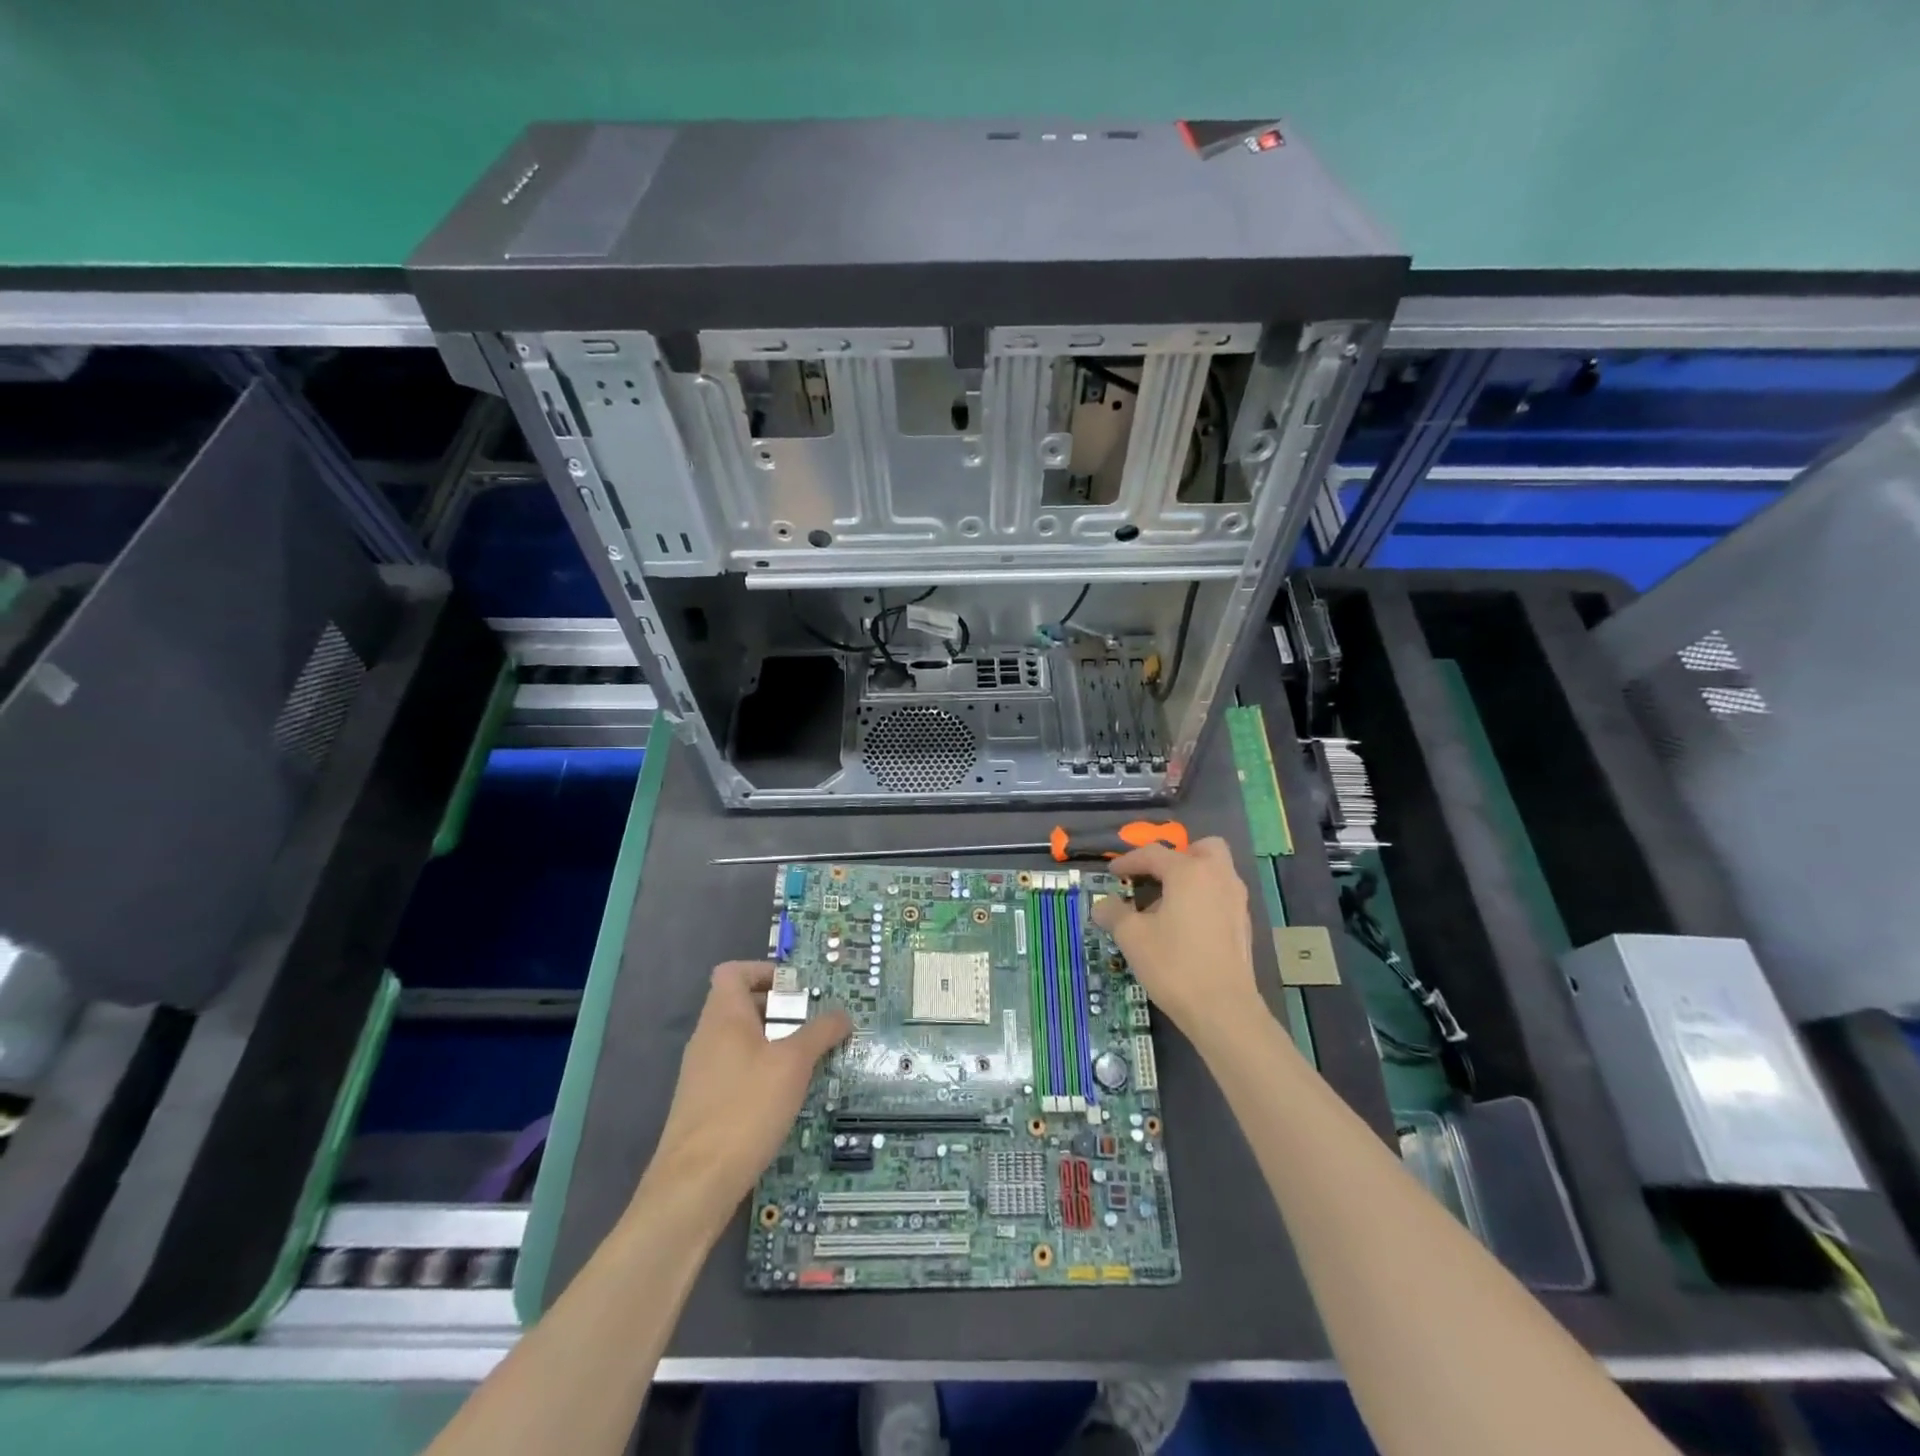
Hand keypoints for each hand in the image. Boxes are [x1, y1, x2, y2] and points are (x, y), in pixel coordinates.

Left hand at [643, 961, 850, 1218]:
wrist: (693, 1186)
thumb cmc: (745, 1109)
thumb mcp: (793, 1064)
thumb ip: (820, 1032)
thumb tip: (842, 1013)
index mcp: (723, 1016)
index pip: (734, 971)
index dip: (765, 971)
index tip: (798, 988)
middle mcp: (707, 1038)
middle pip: (741, 1005)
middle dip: (780, 1010)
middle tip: (815, 1023)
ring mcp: (702, 1074)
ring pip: (741, 1041)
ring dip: (775, 1043)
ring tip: (810, 1061)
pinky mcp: (704, 1106)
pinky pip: (737, 1072)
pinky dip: (763, 1073)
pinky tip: (787, 1097)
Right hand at [1091, 837, 1262, 1049]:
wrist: (1223, 1010)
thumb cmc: (1174, 965)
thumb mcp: (1132, 937)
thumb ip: (1114, 913)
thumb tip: (1101, 905)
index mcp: (1189, 872)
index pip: (1153, 854)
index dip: (1128, 861)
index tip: (1112, 873)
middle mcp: (1218, 877)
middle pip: (1201, 849)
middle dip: (1177, 857)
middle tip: (1155, 877)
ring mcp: (1237, 900)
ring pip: (1215, 872)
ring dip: (1191, 878)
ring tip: (1166, 905)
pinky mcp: (1244, 924)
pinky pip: (1221, 895)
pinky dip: (1203, 899)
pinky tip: (1185, 927)